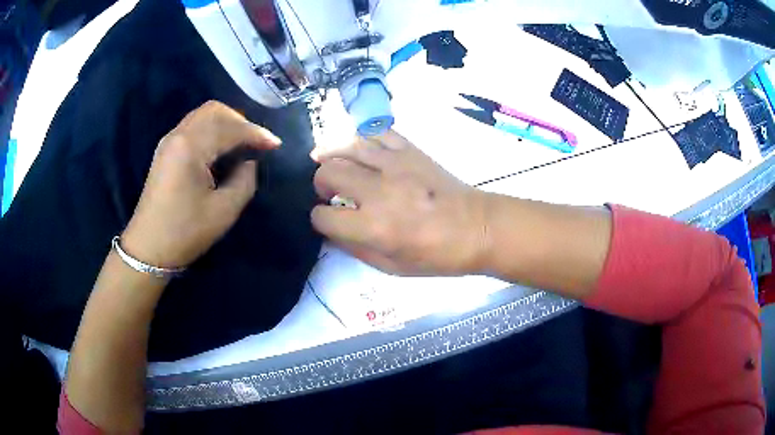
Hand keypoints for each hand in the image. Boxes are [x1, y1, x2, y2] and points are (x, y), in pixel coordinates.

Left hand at [121, 101, 280, 268]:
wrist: (148, 248)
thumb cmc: (185, 232)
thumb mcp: (223, 211)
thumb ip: (244, 181)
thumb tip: (249, 162)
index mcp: (190, 147)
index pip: (229, 128)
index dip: (256, 134)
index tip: (276, 145)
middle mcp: (178, 135)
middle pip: (214, 110)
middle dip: (241, 121)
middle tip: (256, 142)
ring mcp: (169, 141)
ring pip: (203, 115)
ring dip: (226, 123)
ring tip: (242, 143)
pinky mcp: (166, 150)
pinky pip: (193, 126)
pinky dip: (212, 129)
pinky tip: (221, 148)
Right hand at [310, 130, 489, 275]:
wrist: (477, 228)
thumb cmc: (437, 256)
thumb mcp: (392, 268)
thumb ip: (355, 249)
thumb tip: (332, 231)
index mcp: (374, 227)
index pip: (323, 216)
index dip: (319, 219)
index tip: (327, 220)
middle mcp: (379, 191)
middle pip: (329, 173)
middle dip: (321, 184)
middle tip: (330, 191)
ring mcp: (396, 164)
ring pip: (347, 146)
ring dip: (332, 155)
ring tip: (330, 163)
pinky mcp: (411, 150)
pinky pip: (377, 132)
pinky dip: (362, 138)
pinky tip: (359, 149)